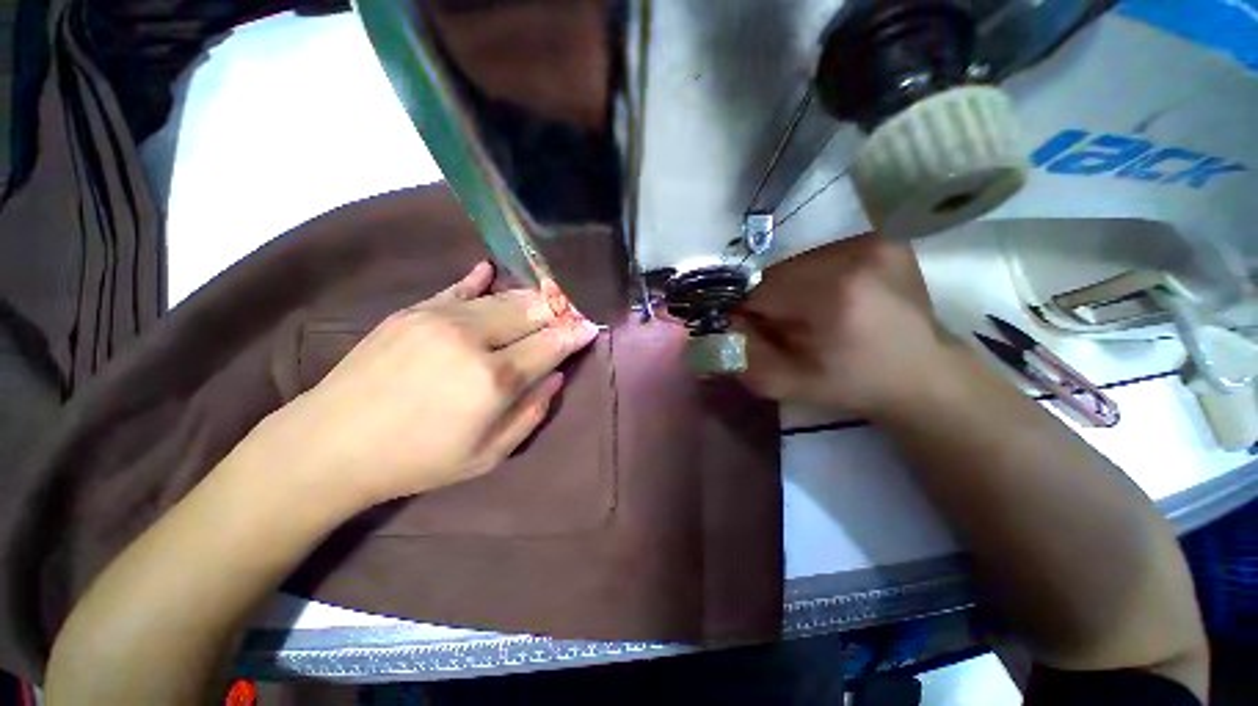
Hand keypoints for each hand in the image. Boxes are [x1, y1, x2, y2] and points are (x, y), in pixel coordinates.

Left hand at [239, 262, 597, 513]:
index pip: (552, 343)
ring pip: (503, 297)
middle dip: (558, 310)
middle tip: (571, 311)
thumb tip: (556, 377)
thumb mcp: (488, 455)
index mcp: (495, 379)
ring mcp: (440, 318)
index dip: (575, 333)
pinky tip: (490, 271)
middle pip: (532, 312)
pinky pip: (458, 286)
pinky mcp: (413, 310)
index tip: (591, 326)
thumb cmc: (418, 459)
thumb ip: (531, 413)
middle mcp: (474, 339)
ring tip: (544, 298)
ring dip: (529, 297)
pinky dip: (480, 280)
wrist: (332, 445)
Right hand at [733, 233, 950, 415]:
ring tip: (815, 314)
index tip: (759, 333)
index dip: (749, 313)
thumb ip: (744, 356)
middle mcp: (854, 255)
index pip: (758, 291)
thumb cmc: (853, 384)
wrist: (923, 374)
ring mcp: (873, 242)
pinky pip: (821, 256)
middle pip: (777, 273)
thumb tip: (719, 325)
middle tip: (790, 328)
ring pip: (796, 263)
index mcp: (833, 295)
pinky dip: (814, 278)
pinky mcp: (882, 240)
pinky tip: (834, 299)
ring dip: (792, 288)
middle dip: (772, 301)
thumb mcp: (788, 383)